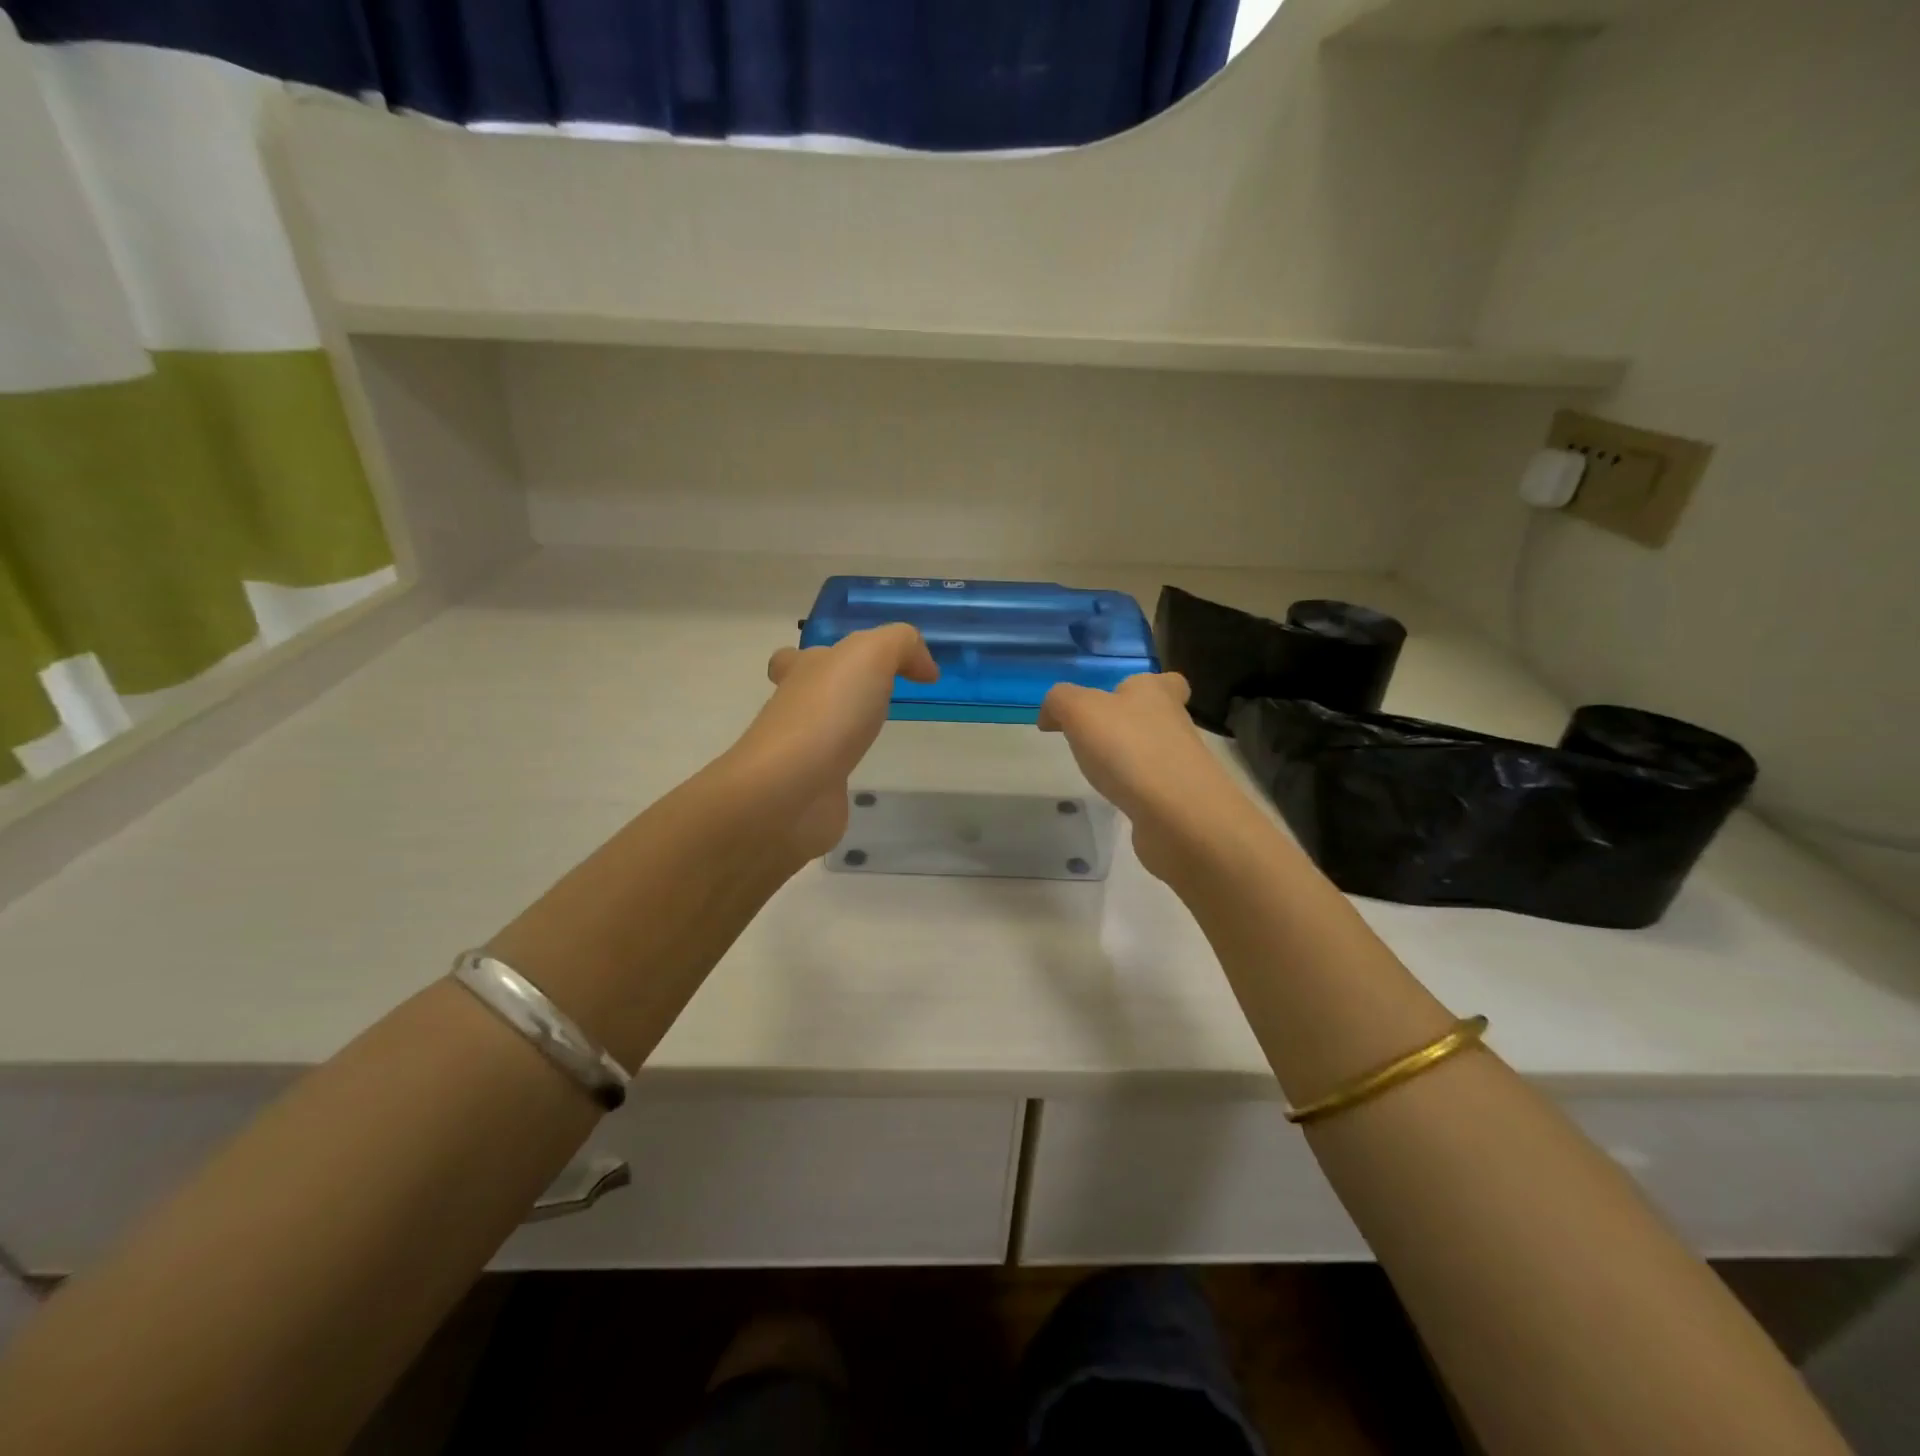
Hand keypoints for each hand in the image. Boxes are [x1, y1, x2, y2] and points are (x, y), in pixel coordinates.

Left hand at [732, 624, 938, 860]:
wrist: (790, 790)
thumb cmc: (828, 712)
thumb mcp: (871, 654)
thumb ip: (901, 645)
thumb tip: (924, 669)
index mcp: (802, 672)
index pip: (796, 658)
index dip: (821, 659)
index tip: (858, 669)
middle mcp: (794, 711)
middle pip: (805, 696)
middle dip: (830, 696)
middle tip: (873, 705)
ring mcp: (799, 756)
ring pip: (818, 737)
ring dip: (840, 736)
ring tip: (877, 738)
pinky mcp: (809, 794)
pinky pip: (827, 779)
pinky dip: (842, 777)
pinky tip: (867, 780)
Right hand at [1038, 673, 1258, 881]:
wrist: (1177, 815)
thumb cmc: (1129, 749)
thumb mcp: (1081, 711)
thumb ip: (1060, 702)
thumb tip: (1050, 715)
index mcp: (1155, 693)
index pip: (1165, 681)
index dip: (1148, 687)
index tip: (1119, 701)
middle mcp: (1174, 724)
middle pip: (1157, 716)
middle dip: (1132, 724)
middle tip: (1097, 737)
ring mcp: (1180, 765)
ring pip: (1155, 752)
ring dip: (1132, 758)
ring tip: (1099, 770)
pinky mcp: (1178, 801)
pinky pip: (1153, 787)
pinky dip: (1136, 791)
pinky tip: (1115, 799)